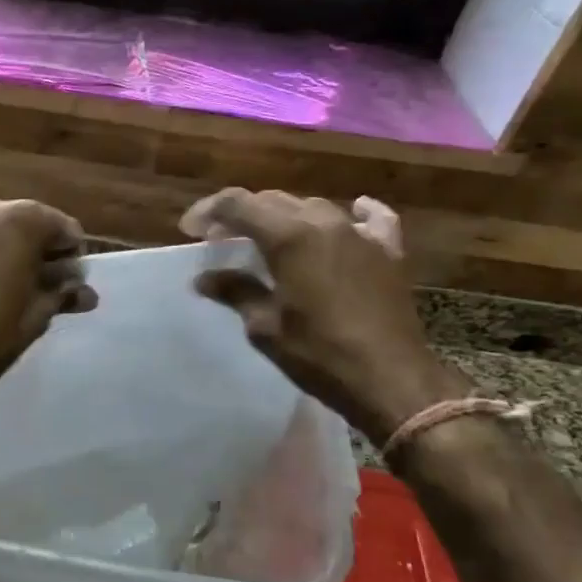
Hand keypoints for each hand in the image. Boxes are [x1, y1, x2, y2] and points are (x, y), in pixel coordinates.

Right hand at [181, 189, 467, 443]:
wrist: (391, 380)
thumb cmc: (319, 354)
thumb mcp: (265, 326)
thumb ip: (235, 292)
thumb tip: (205, 277)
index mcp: (289, 236)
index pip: (238, 204)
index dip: (209, 211)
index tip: (190, 229)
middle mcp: (324, 222)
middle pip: (273, 201)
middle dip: (242, 215)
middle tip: (220, 239)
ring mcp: (360, 234)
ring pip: (313, 207)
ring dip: (285, 216)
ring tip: (268, 239)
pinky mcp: (388, 252)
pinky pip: (372, 219)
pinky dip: (355, 214)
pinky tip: (352, 213)